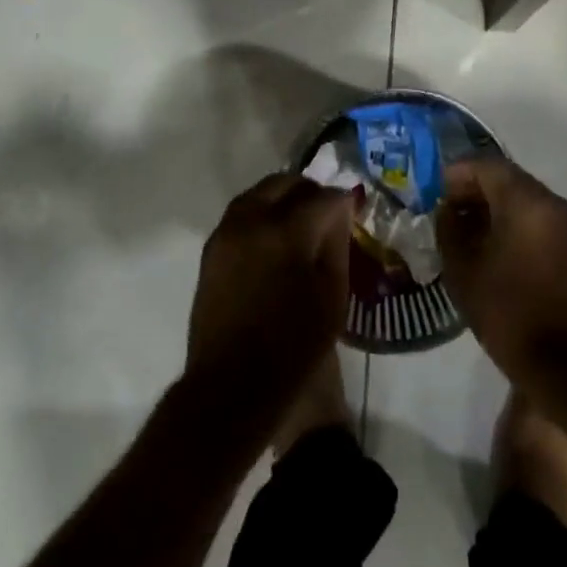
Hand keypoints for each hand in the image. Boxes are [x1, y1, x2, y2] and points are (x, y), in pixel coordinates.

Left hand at [187, 173, 353, 405]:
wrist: (233, 383)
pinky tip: (275, 237)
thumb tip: (340, 211)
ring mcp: (226, 232)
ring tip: (301, 222)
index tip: (354, 210)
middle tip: (328, 213)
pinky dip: (261, 213)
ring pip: (259, 193)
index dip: (344, 201)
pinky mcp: (211, 248)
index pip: (323, 197)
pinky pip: (240, 213)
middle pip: (285, 183)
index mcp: (286, 232)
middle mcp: (251, 220)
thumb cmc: (293, 346)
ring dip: (283, 198)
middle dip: (310, 192)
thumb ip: (336, 244)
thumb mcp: (332, 296)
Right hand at [437, 158, 566, 383]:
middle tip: (449, 210)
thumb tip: (449, 209)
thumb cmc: (506, 310)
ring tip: (468, 230)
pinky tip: (495, 246)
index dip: (458, 173)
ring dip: (497, 207)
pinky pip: (542, 219)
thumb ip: (450, 227)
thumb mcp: (462, 267)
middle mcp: (556, 204)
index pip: (488, 167)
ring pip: (527, 199)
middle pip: (510, 180)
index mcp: (528, 203)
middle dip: (477, 189)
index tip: (436, 191)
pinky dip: (517, 222)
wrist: (563, 363)